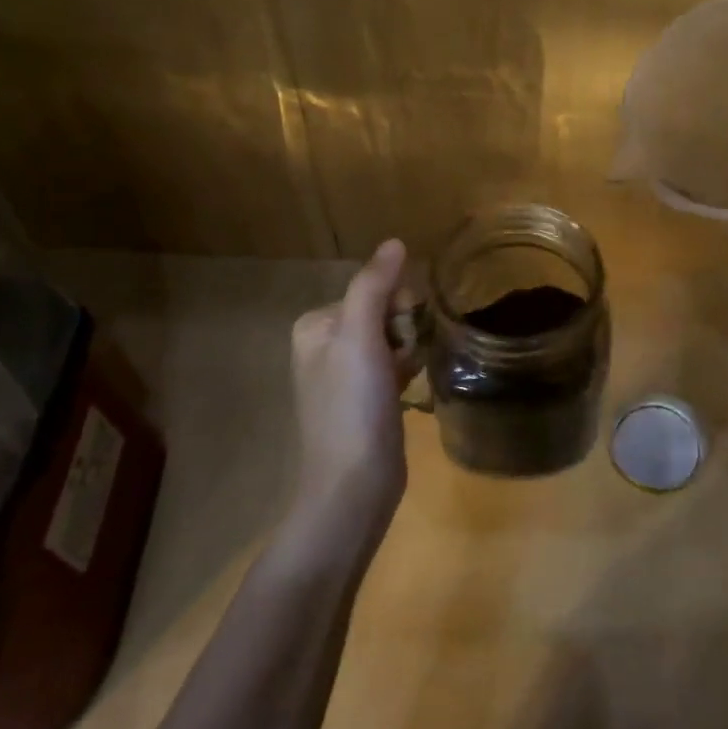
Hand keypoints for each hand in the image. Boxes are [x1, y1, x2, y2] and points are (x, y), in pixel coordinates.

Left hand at [290, 240, 415, 524]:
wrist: (354, 486)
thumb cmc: (353, 406)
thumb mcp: (360, 338)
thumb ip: (374, 286)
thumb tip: (395, 242)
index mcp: (315, 326)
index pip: (371, 290)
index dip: (396, 306)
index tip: (401, 335)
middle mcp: (325, 346)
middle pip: (383, 313)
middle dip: (403, 330)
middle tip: (403, 361)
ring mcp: (344, 376)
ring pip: (393, 339)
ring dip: (409, 350)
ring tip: (409, 376)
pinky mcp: (365, 400)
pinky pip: (394, 365)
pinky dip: (408, 369)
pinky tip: (412, 387)